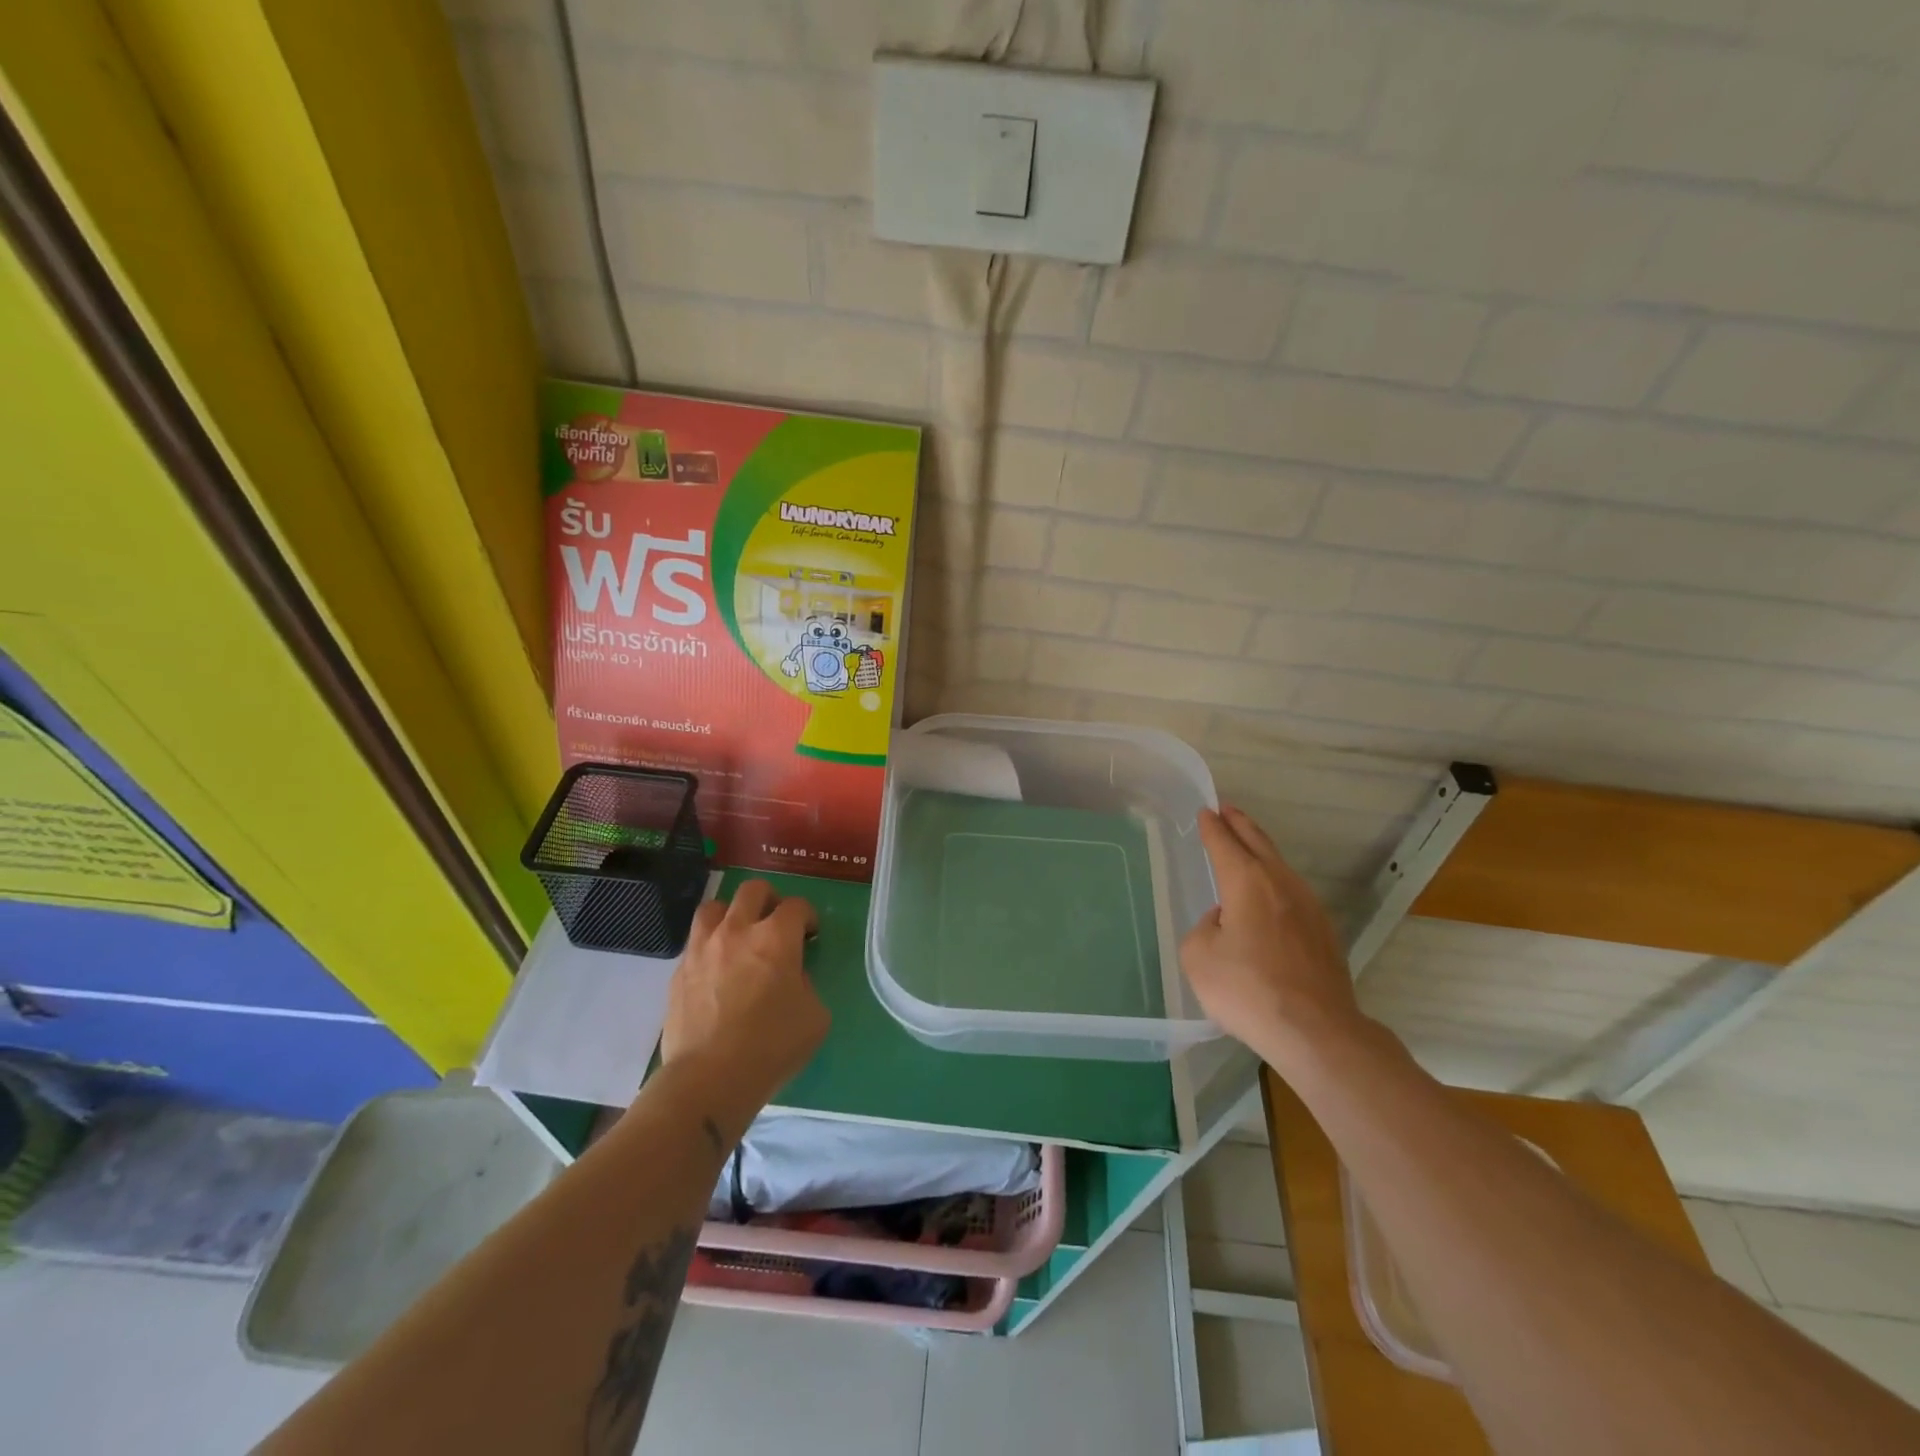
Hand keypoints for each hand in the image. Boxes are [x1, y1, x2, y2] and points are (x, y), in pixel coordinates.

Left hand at [661, 880, 828, 1128]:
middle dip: (770, 900)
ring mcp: (703, 948)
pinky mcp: (679, 971)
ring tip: (738, 936)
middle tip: (775, 923)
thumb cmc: (772, 1047)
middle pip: (753, 890)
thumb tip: (791, 977)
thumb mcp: (814, 1017)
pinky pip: (695, 942)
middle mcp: (738, 930)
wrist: (710, 1078)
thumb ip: (806, 985)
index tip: (810, 935)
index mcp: (776, 938)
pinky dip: (709, 946)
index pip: (796, 906)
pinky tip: (716, 969)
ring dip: (731, 914)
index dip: (807, 917)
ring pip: (714, 906)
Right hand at [1182, 807, 1364, 1069]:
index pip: (1224, 843)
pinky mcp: (1324, 933)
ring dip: (1261, 851)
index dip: (1212, 827)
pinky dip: (1276, 881)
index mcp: (1246, 881)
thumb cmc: (1248, 990)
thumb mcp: (1199, 957)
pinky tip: (1269, 896)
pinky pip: (1293, 893)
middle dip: (1240, 824)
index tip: (1206, 811)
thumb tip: (1225, 922)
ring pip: (1280, 866)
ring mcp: (1309, 907)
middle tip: (1227, 810)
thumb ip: (1205, 928)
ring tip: (1247, 845)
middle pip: (1258, 843)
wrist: (1316, 1032)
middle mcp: (1280, 884)